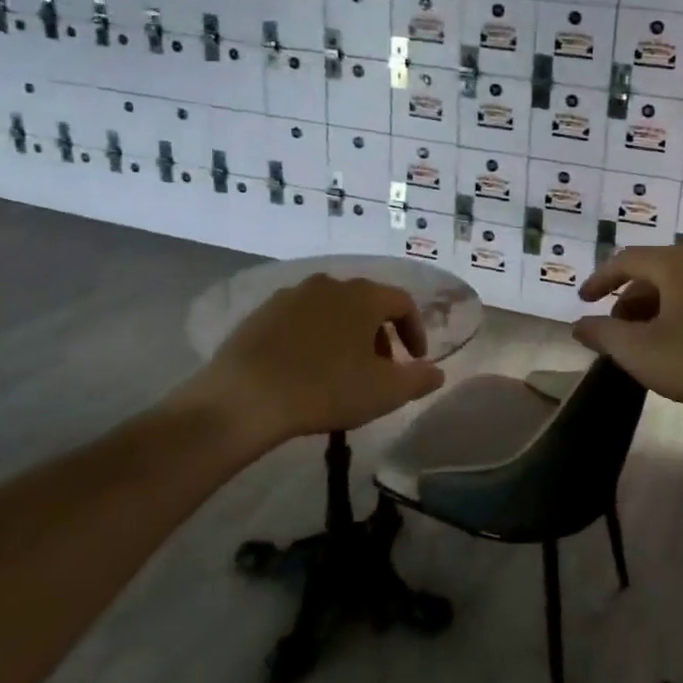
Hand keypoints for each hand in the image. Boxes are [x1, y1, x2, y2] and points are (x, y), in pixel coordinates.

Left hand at [168, 275, 445, 453]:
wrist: (244, 398)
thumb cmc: (325, 389)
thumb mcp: (384, 391)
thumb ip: (419, 379)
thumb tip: (438, 373)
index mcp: (363, 295)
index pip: (403, 302)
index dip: (415, 331)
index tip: (415, 360)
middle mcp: (330, 284)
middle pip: (367, 303)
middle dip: (380, 334)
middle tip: (381, 368)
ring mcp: (292, 294)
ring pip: (333, 309)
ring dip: (347, 334)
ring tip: (343, 369)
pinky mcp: (262, 312)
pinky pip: (302, 319)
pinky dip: (315, 336)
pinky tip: (306, 367)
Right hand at [574, 245, 682, 426]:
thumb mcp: (641, 351)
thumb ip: (604, 334)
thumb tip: (579, 325)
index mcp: (676, 263)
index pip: (626, 259)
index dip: (600, 279)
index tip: (583, 300)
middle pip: (654, 271)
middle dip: (628, 298)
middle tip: (615, 329)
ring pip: (680, 286)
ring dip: (655, 308)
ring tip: (645, 341)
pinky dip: (680, 313)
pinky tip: (681, 344)